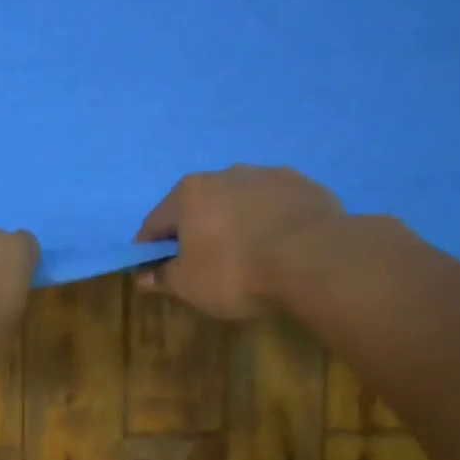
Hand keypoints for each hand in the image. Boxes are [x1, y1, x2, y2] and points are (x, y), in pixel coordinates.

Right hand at [135, 165, 344, 318]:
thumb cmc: (237, 271)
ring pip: (238, 201)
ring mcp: (267, 175)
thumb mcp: (189, 285)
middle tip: (202, 263)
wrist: (316, 258)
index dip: (150, 248)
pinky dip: (268, 221)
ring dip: (233, 222)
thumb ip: (163, 276)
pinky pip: (274, 205)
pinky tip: (277, 246)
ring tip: (245, 253)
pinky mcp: (303, 185)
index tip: (153, 268)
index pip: (156, 222)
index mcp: (189, 193)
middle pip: (198, 206)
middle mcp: (224, 173)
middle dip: (194, 231)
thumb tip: (143, 275)